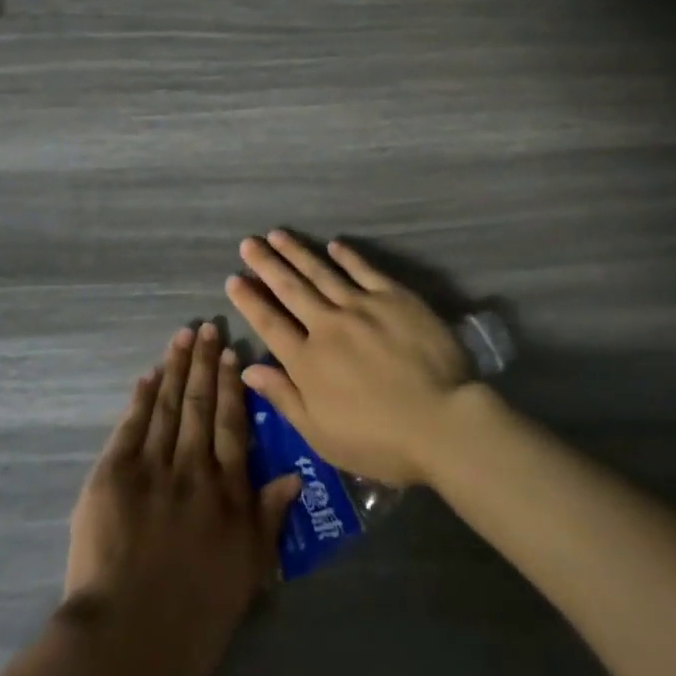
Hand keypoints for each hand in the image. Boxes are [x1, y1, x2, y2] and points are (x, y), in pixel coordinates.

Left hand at [61, 323, 299, 675]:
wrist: (126, 643)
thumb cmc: (195, 616)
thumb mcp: (248, 572)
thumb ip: (269, 517)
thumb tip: (293, 472)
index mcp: (226, 491)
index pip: (233, 425)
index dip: (233, 387)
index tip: (233, 354)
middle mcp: (192, 468)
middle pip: (200, 405)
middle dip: (204, 364)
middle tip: (207, 328)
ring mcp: (151, 467)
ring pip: (167, 406)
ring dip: (175, 368)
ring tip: (183, 337)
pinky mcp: (113, 475)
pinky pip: (130, 426)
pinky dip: (140, 398)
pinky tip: (148, 375)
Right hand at [226, 231, 474, 486]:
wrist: (442, 421)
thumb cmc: (380, 441)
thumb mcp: (321, 435)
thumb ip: (284, 398)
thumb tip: (249, 368)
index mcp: (307, 361)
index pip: (269, 323)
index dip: (250, 300)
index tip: (233, 278)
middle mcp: (328, 325)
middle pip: (291, 289)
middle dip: (266, 264)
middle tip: (248, 242)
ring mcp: (362, 306)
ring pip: (322, 272)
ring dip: (298, 252)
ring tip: (277, 234)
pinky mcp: (394, 297)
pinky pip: (364, 270)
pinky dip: (347, 256)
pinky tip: (333, 244)